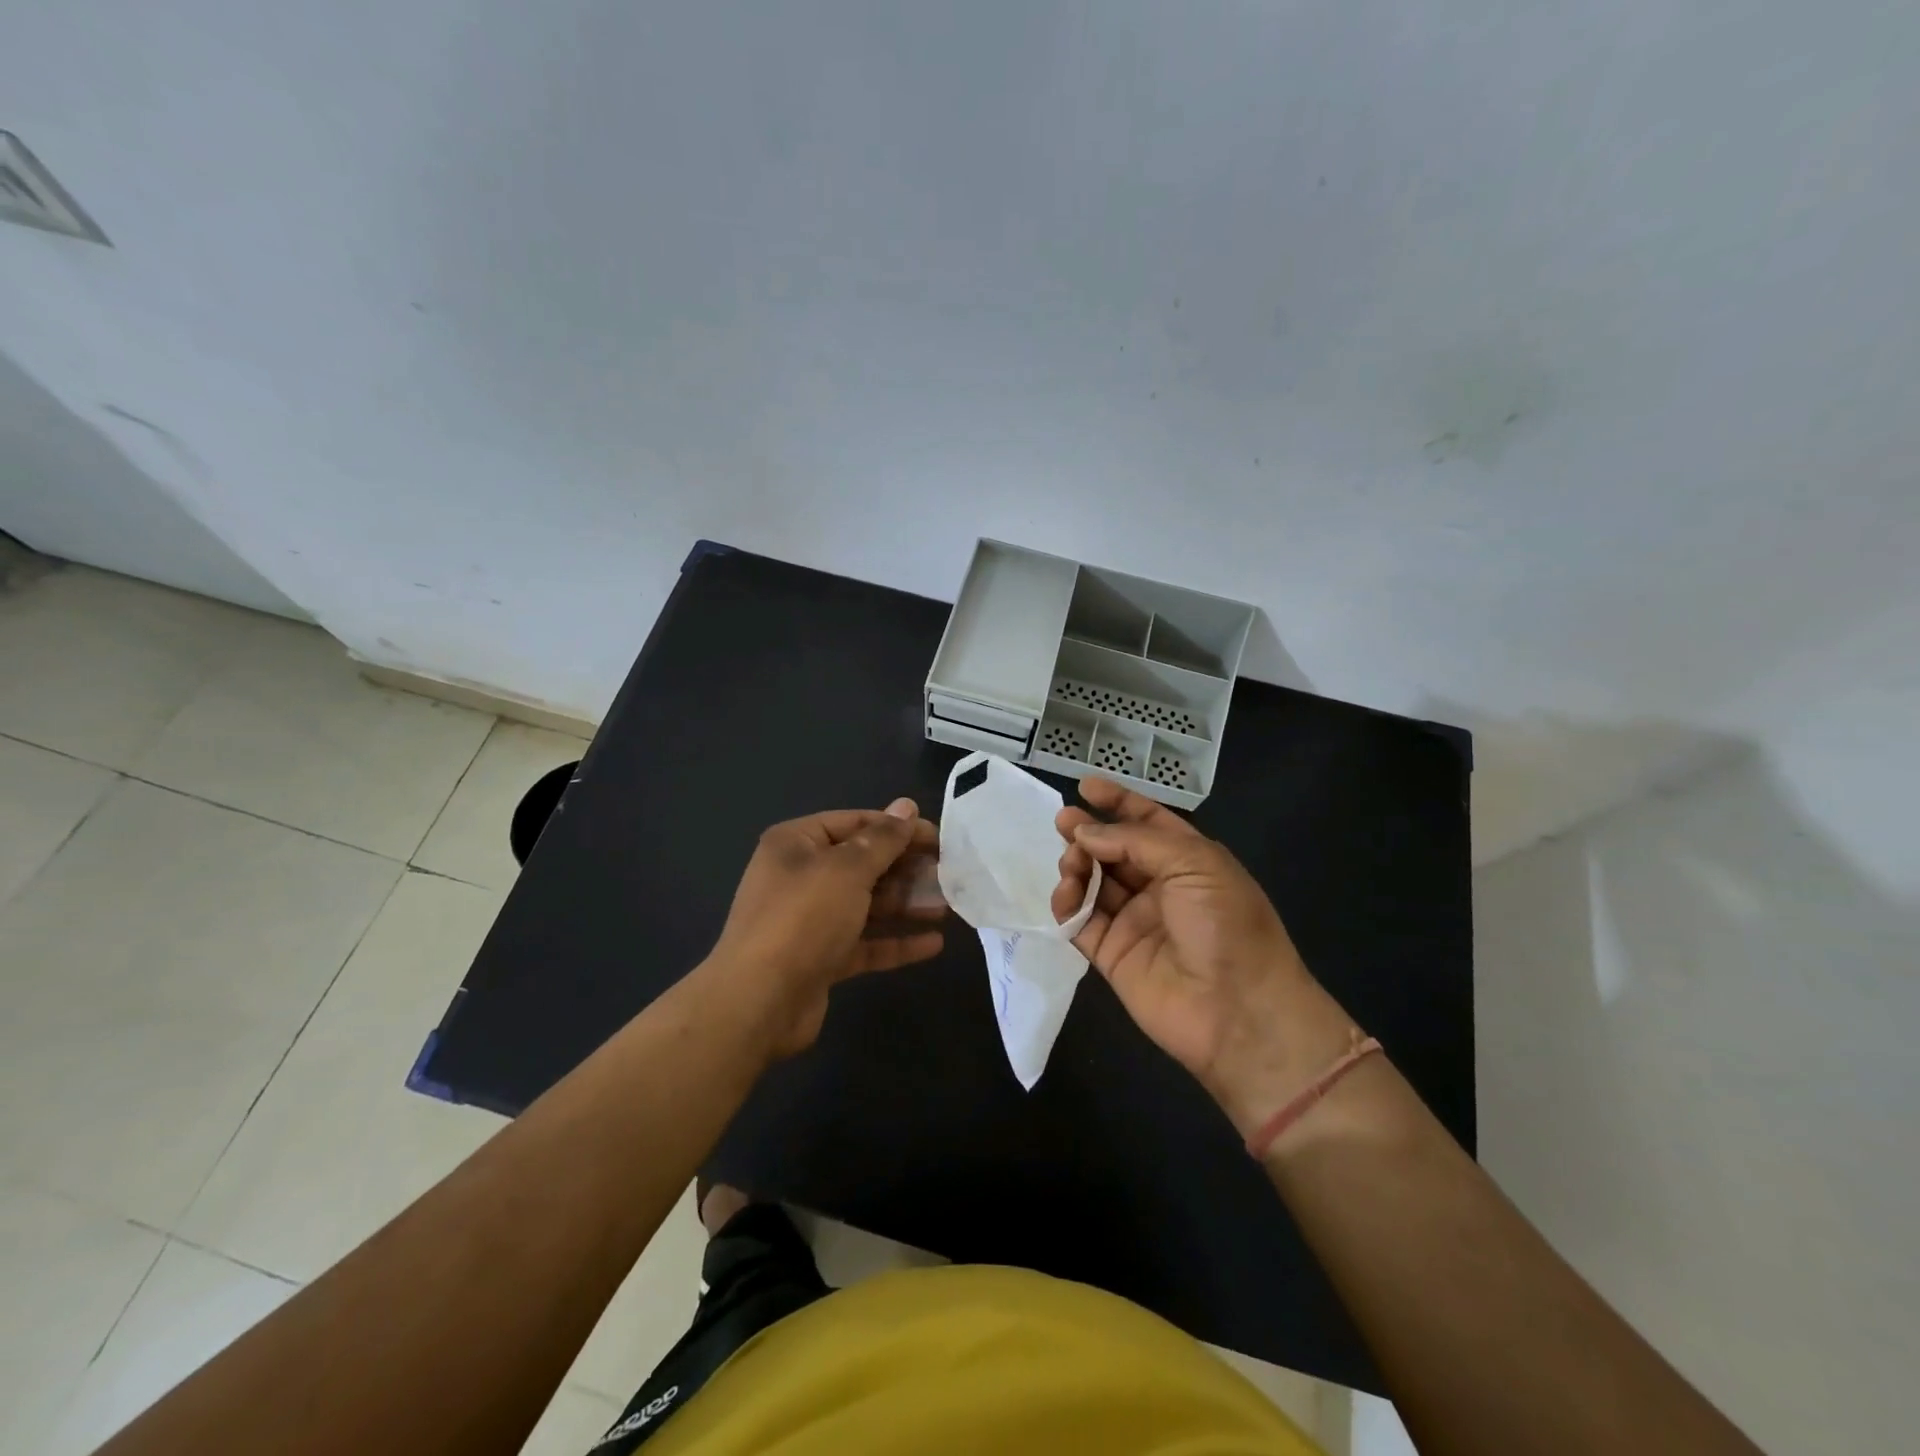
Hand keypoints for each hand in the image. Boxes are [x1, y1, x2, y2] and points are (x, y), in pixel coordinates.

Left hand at [709, 798, 944, 1057]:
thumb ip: (882, 839)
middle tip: (948, 874)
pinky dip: (896, 942)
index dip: (898, 828)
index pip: (855, 823)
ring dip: (906, 905)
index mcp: (797, 844)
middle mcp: (801, 876)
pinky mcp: (821, 958)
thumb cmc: (803, 918)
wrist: (758, 1002)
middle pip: (863, 864)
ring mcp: (810, 920)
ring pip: (867, 904)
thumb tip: (906, 806)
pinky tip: (933, 944)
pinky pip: (865, 942)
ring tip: (947, 907)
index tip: (939, 839)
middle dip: (906, 869)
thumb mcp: (847, 869)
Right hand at [1052, 778, 1353, 1137]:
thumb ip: (1135, 841)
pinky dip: (1066, 905)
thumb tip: (1085, 832)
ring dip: (1077, 866)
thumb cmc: (1226, 925)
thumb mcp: (1194, 864)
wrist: (1238, 1012)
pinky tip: (1063, 896)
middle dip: (1089, 833)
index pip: (1148, 822)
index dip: (1118, 802)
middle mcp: (1160, 887)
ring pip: (1093, 882)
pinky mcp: (1111, 954)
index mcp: (1189, 861)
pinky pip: (1080, 922)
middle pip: (1114, 850)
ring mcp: (1134, 921)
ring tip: (1071, 865)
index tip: (1085, 786)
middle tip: (1063, 823)